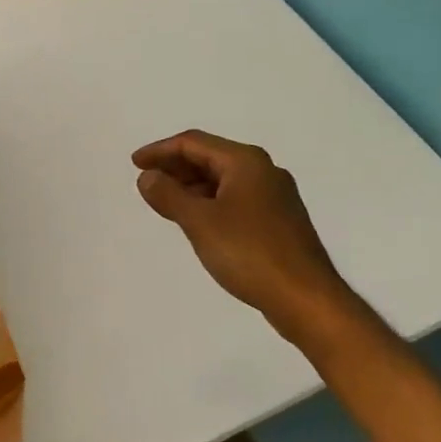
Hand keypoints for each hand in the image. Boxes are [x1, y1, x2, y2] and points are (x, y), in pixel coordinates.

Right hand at [132, 130, 349, 337]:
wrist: (305, 298)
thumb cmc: (249, 253)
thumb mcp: (200, 222)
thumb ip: (169, 195)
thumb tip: (148, 177)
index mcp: (245, 162)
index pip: (193, 143)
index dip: (160, 151)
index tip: (134, 164)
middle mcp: (263, 171)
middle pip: (210, 158)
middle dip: (175, 167)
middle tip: (146, 182)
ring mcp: (275, 196)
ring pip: (223, 180)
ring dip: (192, 186)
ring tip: (165, 202)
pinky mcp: (278, 221)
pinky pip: (235, 199)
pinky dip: (210, 203)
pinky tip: (197, 222)